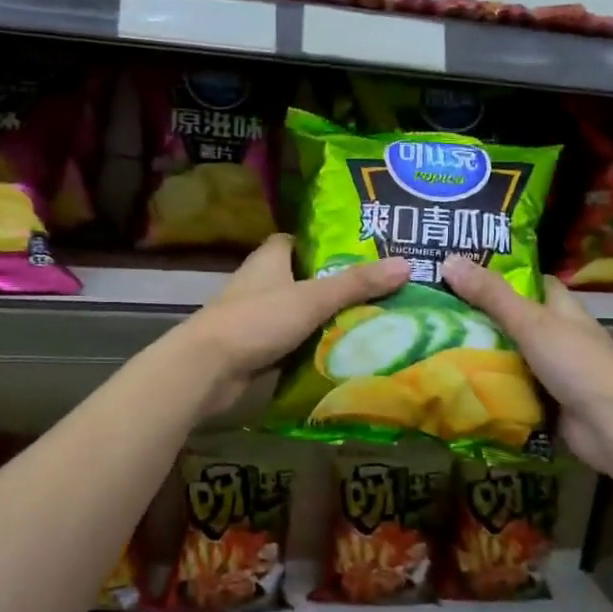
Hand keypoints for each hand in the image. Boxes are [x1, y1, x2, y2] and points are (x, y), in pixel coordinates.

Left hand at [177, 235, 410, 415]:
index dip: (329, 245)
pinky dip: (313, 346)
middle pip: (306, 278)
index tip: (364, 254)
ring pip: (301, 312)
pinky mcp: (256, 347)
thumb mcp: (313, 298)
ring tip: (373, 322)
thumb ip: (357, 283)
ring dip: (327, 319)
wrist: (207, 369)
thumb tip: (406, 264)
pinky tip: (343, 353)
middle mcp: (262, 282)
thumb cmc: (257, 320)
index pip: (302, 242)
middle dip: (337, 286)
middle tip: (380, 292)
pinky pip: (293, 341)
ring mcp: (257, 316)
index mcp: (270, 258)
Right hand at [440, 255, 612, 476]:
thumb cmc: (575, 362)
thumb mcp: (530, 322)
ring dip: (481, 354)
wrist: (610, 426)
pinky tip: (456, 382)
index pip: (531, 282)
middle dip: (480, 317)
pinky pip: (510, 388)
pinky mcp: (545, 400)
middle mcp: (558, 334)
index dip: (500, 275)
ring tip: (435, 344)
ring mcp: (552, 370)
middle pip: (513, 320)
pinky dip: (489, 387)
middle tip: (436, 312)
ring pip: (509, 355)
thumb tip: (449, 259)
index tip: (462, 272)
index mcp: (562, 307)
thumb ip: (491, 295)